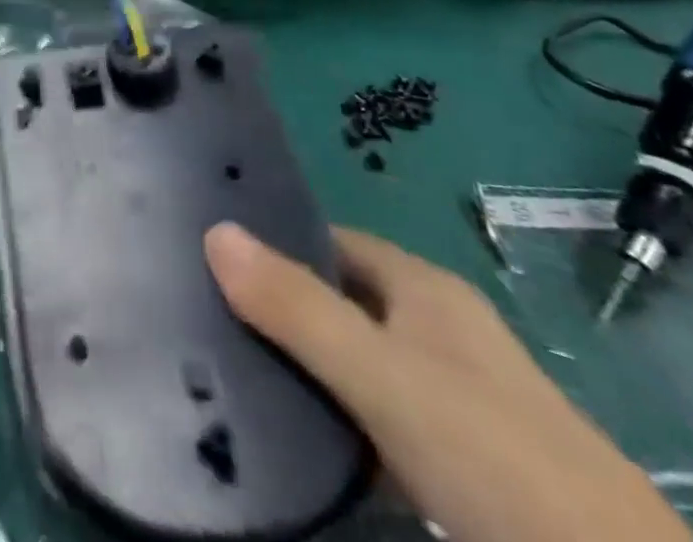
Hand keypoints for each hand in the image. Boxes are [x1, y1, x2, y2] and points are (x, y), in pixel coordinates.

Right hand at [205, 223, 691, 541]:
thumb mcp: (381, 375)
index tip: (208, 253)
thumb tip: (213, 230)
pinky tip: (294, 438)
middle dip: (279, 304)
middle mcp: (438, 330)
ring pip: (356, 361)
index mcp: (423, 288)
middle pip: (340, 297)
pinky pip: (376, 417)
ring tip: (227, 368)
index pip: (329, 238)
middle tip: (204, 312)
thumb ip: (297, 307)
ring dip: (304, 364)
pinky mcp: (461, 462)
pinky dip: (336, 418)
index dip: (272, 239)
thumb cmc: (489, 452)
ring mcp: (454, 397)